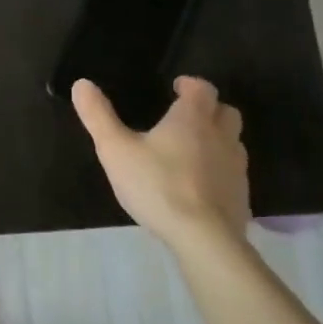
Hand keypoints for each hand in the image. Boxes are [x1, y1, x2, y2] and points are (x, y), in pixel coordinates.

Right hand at [71, 76, 250, 244]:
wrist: (204, 239)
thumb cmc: (157, 186)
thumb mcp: (115, 150)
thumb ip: (98, 116)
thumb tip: (81, 84)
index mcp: (193, 118)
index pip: (201, 88)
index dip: (190, 84)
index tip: (176, 88)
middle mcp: (221, 136)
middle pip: (225, 111)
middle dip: (209, 109)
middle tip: (185, 117)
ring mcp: (236, 168)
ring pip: (233, 142)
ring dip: (217, 139)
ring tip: (191, 151)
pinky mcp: (241, 196)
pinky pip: (233, 174)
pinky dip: (220, 171)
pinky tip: (200, 186)